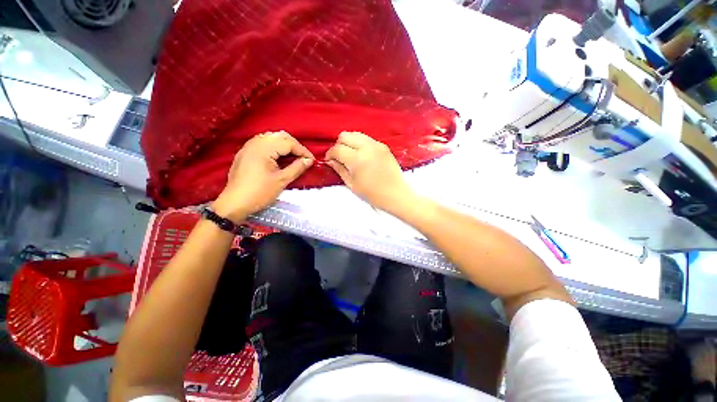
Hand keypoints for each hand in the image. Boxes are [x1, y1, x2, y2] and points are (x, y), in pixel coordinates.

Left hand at [214, 131, 313, 221]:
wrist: (234, 203)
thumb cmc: (259, 193)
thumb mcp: (282, 181)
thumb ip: (297, 168)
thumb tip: (309, 161)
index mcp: (264, 148)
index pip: (289, 143)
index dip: (303, 151)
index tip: (312, 161)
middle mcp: (255, 142)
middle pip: (280, 136)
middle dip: (295, 146)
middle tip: (304, 158)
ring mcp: (248, 146)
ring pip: (272, 138)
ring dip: (285, 145)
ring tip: (294, 157)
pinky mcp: (245, 153)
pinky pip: (263, 143)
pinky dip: (275, 147)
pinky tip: (280, 157)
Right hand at [326, 132, 413, 211]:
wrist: (395, 194)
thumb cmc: (372, 194)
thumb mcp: (352, 184)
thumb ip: (340, 169)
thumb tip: (330, 160)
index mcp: (357, 159)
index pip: (337, 149)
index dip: (330, 154)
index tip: (329, 160)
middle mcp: (366, 147)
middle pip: (345, 135)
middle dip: (339, 145)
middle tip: (340, 157)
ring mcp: (376, 145)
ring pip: (356, 134)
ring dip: (350, 142)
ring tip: (351, 155)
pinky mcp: (384, 146)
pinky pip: (367, 139)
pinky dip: (360, 144)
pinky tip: (363, 155)